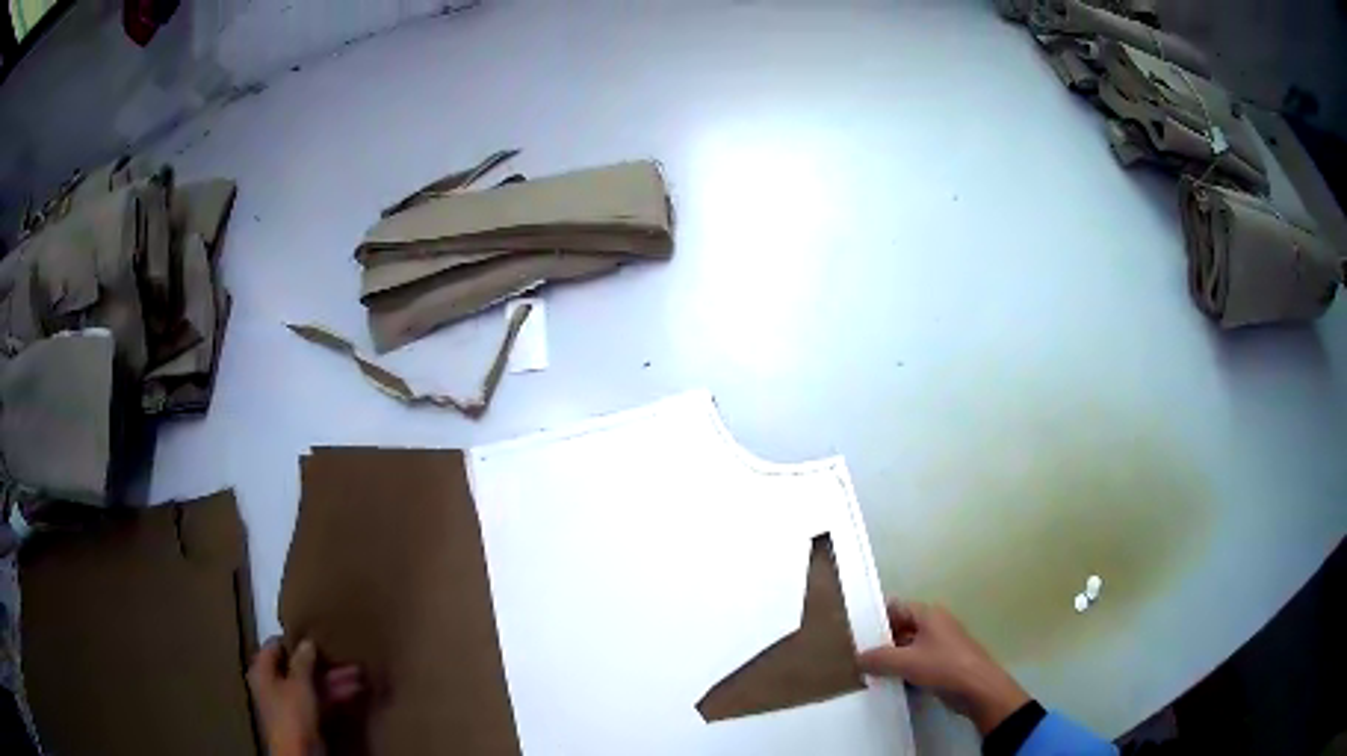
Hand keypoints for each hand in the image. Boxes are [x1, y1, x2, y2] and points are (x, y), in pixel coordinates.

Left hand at [248, 638, 363, 755]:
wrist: (300, 753)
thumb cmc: (292, 713)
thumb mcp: (298, 683)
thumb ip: (303, 661)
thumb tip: (307, 642)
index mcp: (263, 670)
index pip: (275, 646)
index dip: (294, 641)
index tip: (314, 635)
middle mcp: (274, 683)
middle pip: (298, 667)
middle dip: (322, 663)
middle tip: (343, 654)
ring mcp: (291, 702)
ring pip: (313, 684)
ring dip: (334, 679)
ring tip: (358, 673)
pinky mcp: (306, 718)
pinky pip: (320, 700)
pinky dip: (335, 695)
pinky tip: (355, 690)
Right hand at [858, 600, 1029, 734]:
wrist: (978, 689)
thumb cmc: (944, 667)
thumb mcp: (906, 662)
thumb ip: (879, 659)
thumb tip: (858, 657)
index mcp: (928, 615)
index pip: (896, 607)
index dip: (876, 617)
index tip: (855, 631)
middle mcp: (935, 625)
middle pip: (901, 627)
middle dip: (881, 640)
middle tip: (856, 654)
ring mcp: (940, 645)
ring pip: (908, 647)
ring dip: (891, 658)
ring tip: (867, 671)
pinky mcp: (943, 664)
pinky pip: (916, 662)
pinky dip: (903, 669)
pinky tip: (888, 683)